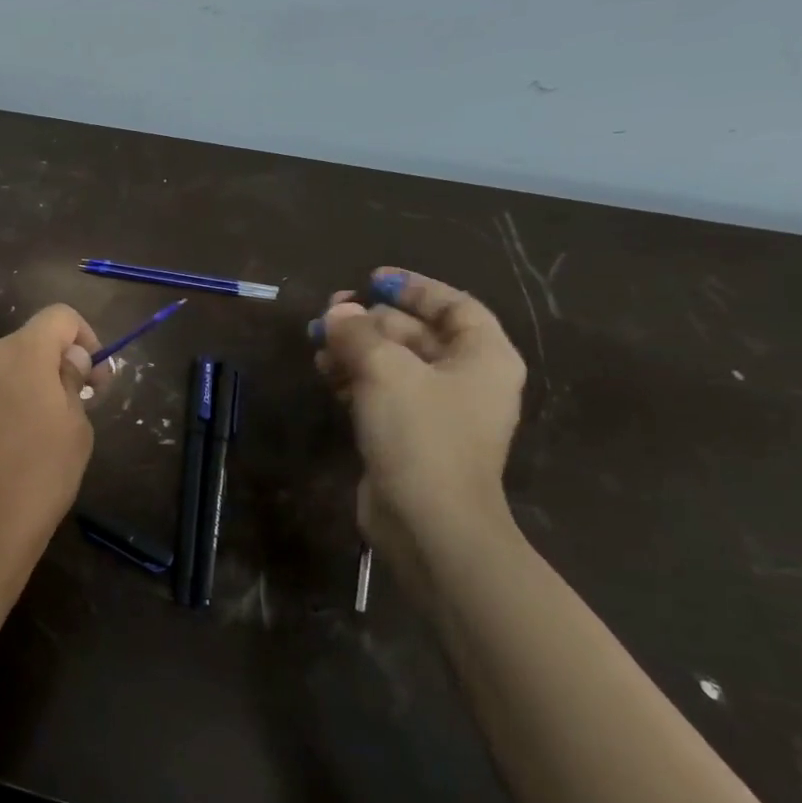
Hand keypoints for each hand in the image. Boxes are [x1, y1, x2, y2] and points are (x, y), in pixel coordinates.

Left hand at [0, 305, 106, 627]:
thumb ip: (70, 384)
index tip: (91, 379)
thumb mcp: (76, 435)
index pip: (58, 316)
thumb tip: (65, 362)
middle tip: (53, 423)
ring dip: (0, 405)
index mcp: (18, 355)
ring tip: (9, 458)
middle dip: (39, 377)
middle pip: (15, 352)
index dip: (83, 338)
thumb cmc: (33, 486)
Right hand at [313, 268, 526, 599]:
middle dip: (371, 320)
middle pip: (417, 333)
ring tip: (318, 344)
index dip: (414, 288)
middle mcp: (466, 379)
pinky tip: (326, 374)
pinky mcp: (411, 436)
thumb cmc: (420, 434)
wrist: (429, 522)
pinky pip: (383, 393)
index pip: (453, 305)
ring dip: (357, 349)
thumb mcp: (384, 370)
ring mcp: (439, 411)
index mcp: (482, 356)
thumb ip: (358, 332)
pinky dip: (356, 379)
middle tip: (329, 313)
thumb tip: (337, 313)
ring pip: (395, 364)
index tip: (372, 280)